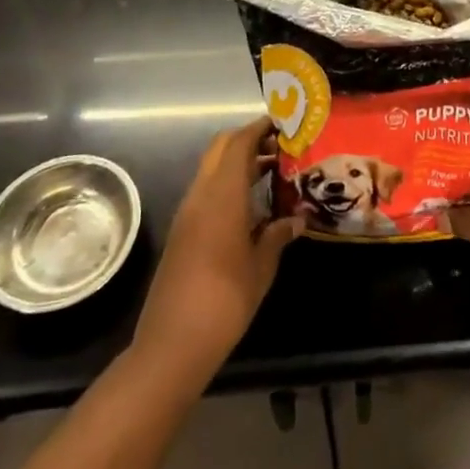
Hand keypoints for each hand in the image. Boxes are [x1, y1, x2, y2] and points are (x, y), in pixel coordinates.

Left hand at [133, 115, 301, 382]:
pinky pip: (206, 191)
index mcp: (222, 195)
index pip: (239, 143)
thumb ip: (278, 236)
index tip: (284, 125)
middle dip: (248, 139)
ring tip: (273, 173)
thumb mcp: (261, 266)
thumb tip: (296, 220)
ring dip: (238, 162)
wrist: (173, 344)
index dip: (260, 128)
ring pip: (212, 169)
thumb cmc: (225, 300)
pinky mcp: (182, 231)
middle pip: (221, 148)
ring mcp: (187, 213)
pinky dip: (228, 184)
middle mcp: (201, 195)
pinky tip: (252, 205)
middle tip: (280, 147)